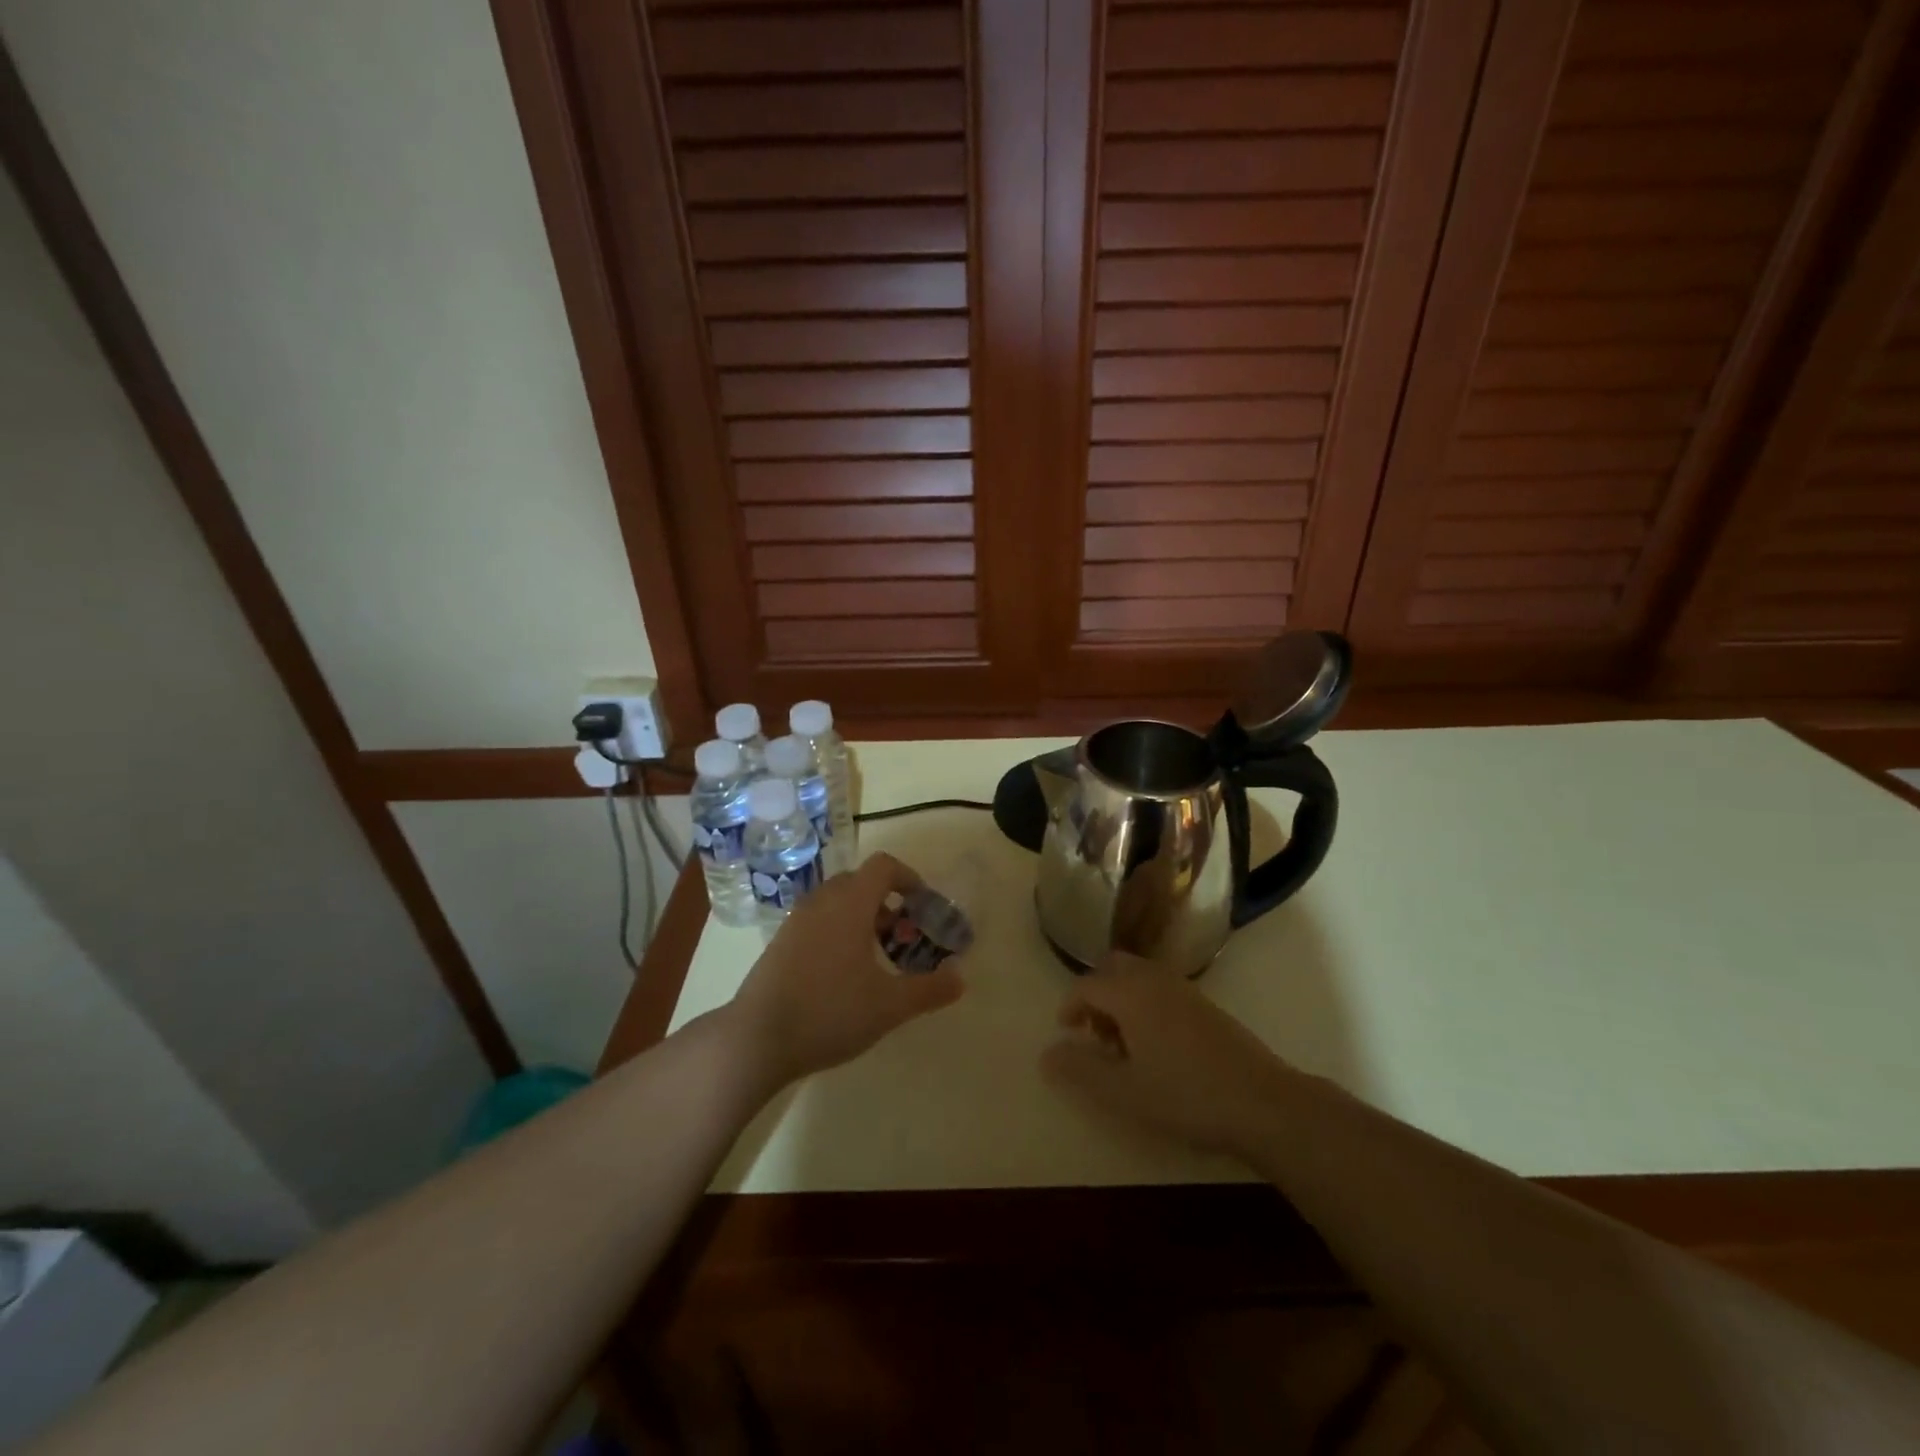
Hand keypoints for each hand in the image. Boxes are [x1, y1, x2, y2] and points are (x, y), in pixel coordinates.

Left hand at [727, 852, 964, 1088]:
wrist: (757, 1038)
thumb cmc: (830, 1012)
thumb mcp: (889, 1006)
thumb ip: (929, 989)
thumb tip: (961, 978)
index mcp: (850, 904)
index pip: (883, 866)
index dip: (909, 878)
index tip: (923, 905)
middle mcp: (822, 902)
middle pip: (860, 881)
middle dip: (887, 901)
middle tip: (902, 936)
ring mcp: (797, 920)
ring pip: (837, 901)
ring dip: (862, 916)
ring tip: (876, 956)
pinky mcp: (780, 941)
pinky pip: (818, 919)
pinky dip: (838, 929)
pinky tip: (843, 973)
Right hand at [1040, 952, 1292, 1155]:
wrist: (1262, 1102)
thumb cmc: (1185, 1096)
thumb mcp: (1123, 1092)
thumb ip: (1080, 1070)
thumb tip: (1046, 1054)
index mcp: (1130, 993)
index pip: (1086, 985)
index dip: (1069, 1006)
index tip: (1065, 1033)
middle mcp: (1154, 980)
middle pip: (1113, 969)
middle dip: (1096, 994)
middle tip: (1094, 1034)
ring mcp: (1184, 989)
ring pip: (1139, 976)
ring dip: (1121, 999)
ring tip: (1123, 1045)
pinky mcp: (1205, 1004)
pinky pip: (1160, 988)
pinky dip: (1145, 1003)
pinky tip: (1156, 1047)